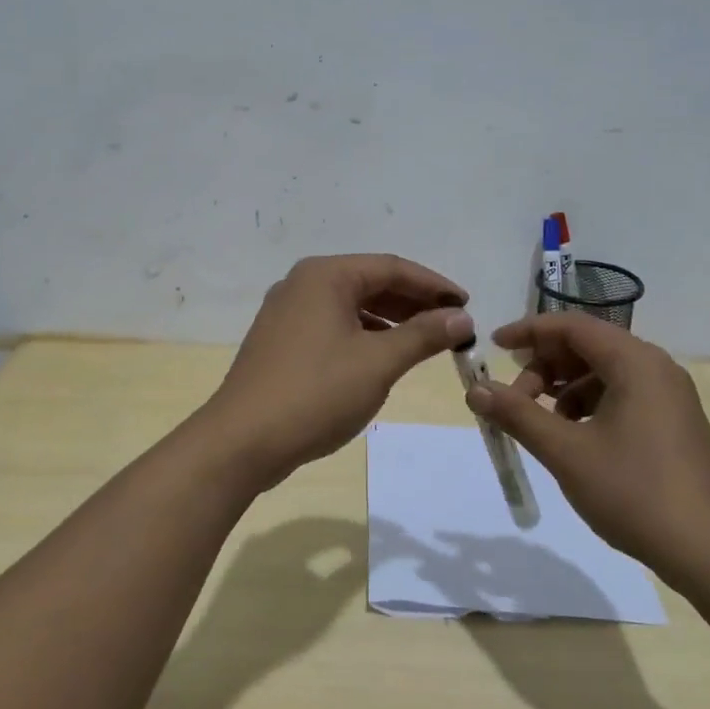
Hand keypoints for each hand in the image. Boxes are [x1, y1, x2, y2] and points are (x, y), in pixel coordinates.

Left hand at [204, 254, 471, 490]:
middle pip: (370, 283)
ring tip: (425, 341)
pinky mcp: (280, 341)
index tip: (467, 305)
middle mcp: (302, 284)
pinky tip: (383, 357)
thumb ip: (423, 335)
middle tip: (451, 324)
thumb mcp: (378, 362)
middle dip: (413, 303)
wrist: (243, 441)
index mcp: (325, 276)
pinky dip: (363, 336)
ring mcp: (286, 313)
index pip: (391, 267)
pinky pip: (332, 326)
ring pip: (350, 306)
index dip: (433, 286)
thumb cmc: (315, 393)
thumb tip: (461, 318)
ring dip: (390, 320)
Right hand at [463, 314, 709, 589]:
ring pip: (602, 373)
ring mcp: (669, 396)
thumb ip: (517, 415)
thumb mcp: (565, 452)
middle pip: (587, 346)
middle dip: (543, 367)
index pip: (572, 326)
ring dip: (563, 389)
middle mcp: (655, 368)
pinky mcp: (672, 423)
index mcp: (635, 362)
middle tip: (513, 401)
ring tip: (540, 425)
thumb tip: (475, 390)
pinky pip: (620, 396)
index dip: (528, 331)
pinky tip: (573, 439)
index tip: (493, 347)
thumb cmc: (635, 492)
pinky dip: (588, 406)